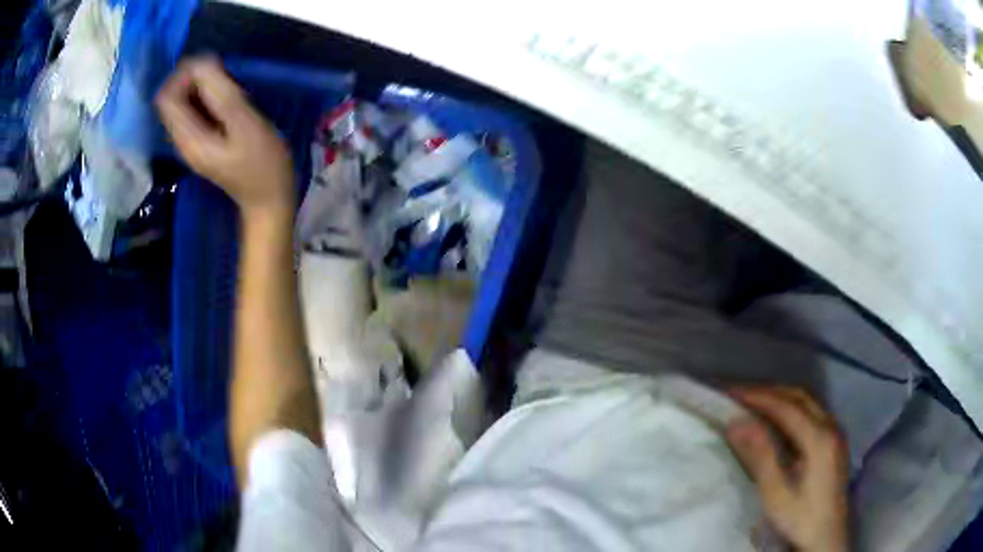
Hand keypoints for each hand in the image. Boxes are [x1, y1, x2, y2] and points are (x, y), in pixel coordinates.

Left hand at [156, 57, 294, 218]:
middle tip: (222, 73)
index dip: (183, 75)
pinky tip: (228, 98)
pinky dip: (207, 97)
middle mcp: (182, 139)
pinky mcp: (203, 140)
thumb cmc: (262, 163)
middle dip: (192, 78)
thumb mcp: (245, 125)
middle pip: (171, 99)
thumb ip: (221, 95)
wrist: (269, 199)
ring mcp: (191, 142)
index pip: (165, 97)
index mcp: (187, 138)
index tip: (212, 68)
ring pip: (183, 102)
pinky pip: (195, 110)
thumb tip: (201, 64)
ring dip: (200, 86)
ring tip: (228, 84)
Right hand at [726, 387, 849, 551]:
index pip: (786, 407)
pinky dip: (793, 407)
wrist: (827, 536)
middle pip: (800, 396)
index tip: (732, 393)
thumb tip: (737, 423)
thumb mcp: (776, 493)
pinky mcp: (835, 440)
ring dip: (782, 398)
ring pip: (808, 402)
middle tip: (741, 395)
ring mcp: (836, 432)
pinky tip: (780, 419)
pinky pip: (813, 411)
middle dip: (770, 392)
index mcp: (819, 438)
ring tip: (756, 403)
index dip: (759, 397)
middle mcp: (831, 426)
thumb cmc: (800, 517)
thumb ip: (760, 456)